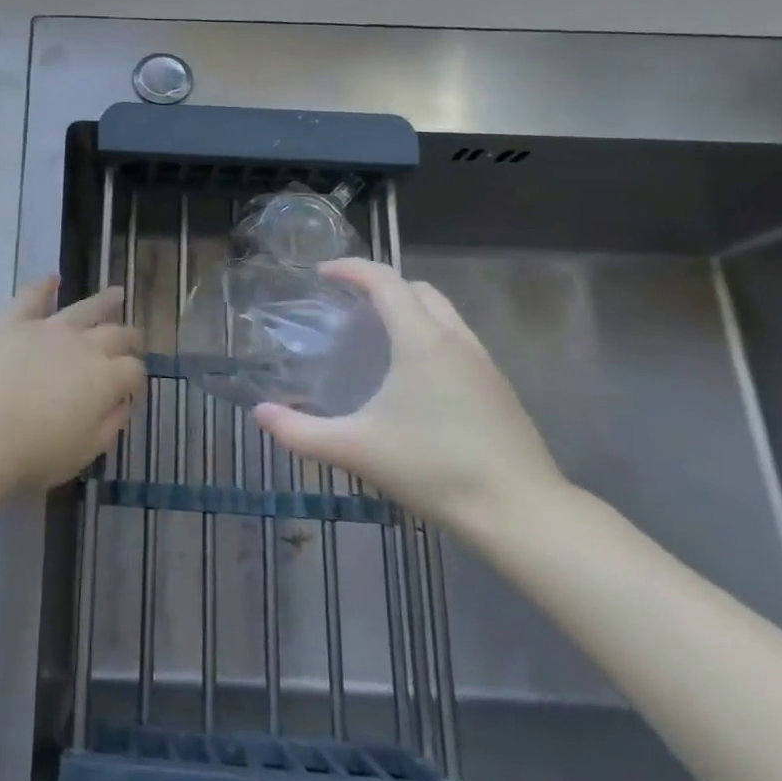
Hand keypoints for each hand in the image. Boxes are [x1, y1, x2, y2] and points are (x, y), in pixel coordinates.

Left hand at [0, 279, 144, 489]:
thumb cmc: (35, 452)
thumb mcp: (84, 451)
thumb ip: (109, 426)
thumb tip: (122, 405)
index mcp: (106, 378)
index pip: (133, 370)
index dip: (136, 379)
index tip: (131, 389)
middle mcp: (84, 345)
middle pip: (116, 334)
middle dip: (129, 337)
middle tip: (134, 338)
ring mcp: (49, 329)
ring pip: (84, 308)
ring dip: (103, 301)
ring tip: (116, 294)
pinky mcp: (15, 322)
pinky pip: (32, 297)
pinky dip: (43, 286)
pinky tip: (51, 279)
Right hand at [254, 259, 562, 530]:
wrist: (521, 512)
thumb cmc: (434, 469)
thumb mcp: (356, 450)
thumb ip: (300, 432)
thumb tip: (259, 414)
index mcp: (421, 340)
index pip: (384, 280)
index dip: (351, 269)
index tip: (322, 273)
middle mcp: (455, 338)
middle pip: (416, 289)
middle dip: (380, 285)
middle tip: (348, 304)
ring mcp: (484, 361)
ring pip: (443, 312)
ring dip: (408, 308)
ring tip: (378, 335)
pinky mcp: (499, 386)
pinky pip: (457, 338)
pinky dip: (429, 334)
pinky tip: (414, 376)